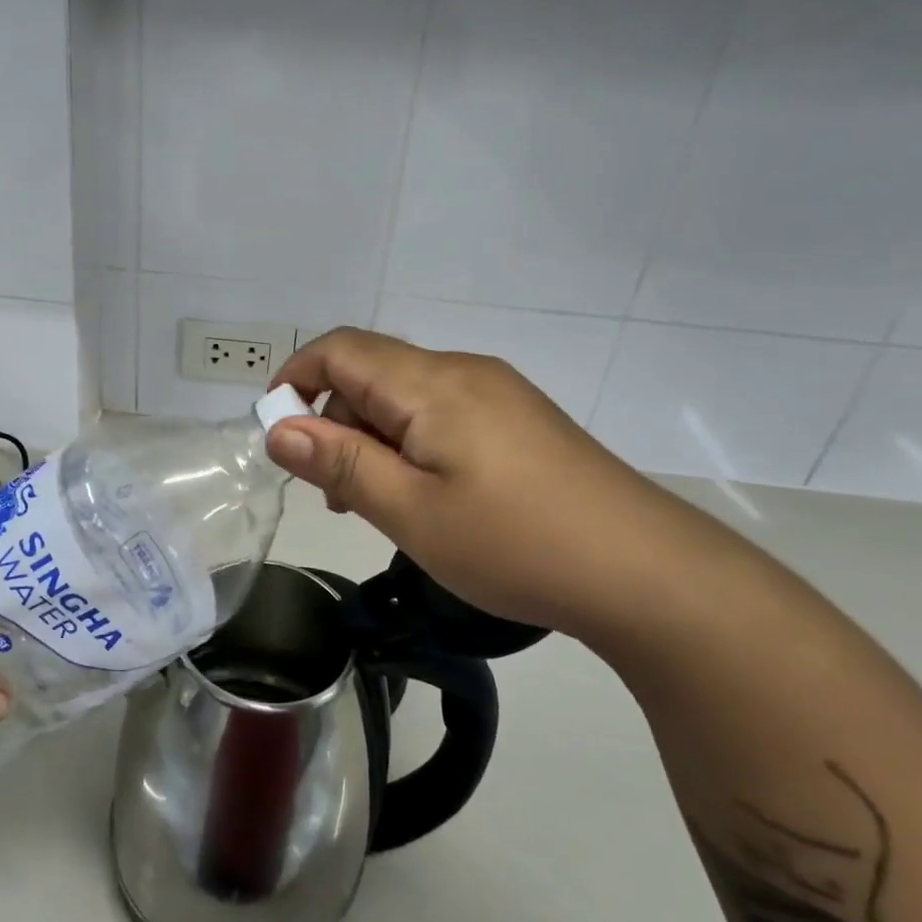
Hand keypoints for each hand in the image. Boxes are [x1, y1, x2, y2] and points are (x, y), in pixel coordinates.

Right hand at [266, 329, 751, 641]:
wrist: (646, 572)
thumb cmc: (515, 543)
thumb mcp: (411, 512)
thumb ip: (340, 463)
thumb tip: (278, 428)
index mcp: (432, 383)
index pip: (341, 349)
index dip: (295, 377)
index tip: (276, 432)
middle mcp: (464, 371)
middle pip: (373, 370)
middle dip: (335, 418)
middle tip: (333, 491)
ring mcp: (498, 392)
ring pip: (408, 395)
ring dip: (373, 435)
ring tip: (377, 502)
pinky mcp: (519, 419)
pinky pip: (443, 412)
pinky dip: (412, 441)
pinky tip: (427, 494)